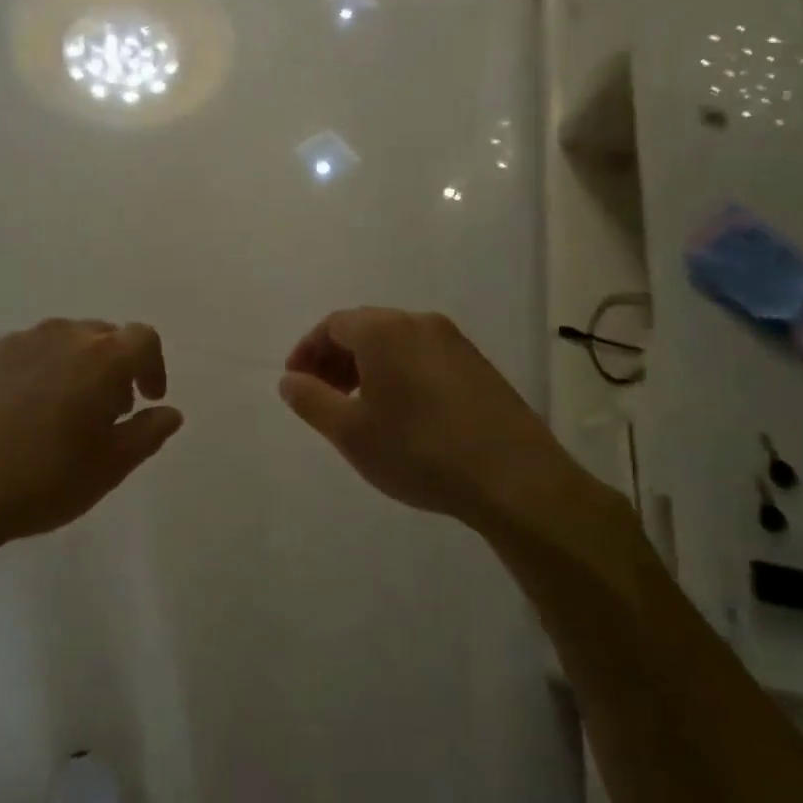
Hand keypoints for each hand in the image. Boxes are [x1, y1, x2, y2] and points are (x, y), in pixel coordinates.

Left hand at [0, 320, 182, 559]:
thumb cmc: (38, 481)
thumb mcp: (107, 468)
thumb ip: (146, 435)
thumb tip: (170, 412)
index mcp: (99, 358)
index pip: (142, 339)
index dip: (152, 366)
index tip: (147, 399)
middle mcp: (59, 337)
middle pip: (102, 335)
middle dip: (115, 367)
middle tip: (108, 412)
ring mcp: (14, 343)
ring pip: (62, 342)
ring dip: (77, 368)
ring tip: (65, 415)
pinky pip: (26, 354)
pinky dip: (40, 372)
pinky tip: (23, 415)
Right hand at [279, 308, 618, 542]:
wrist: (512, 478)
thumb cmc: (417, 450)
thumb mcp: (349, 431)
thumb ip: (311, 400)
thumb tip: (289, 380)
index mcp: (385, 331)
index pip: (332, 325)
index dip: (307, 351)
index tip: (296, 383)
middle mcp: (421, 324)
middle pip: (365, 329)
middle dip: (335, 359)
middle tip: (322, 398)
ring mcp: (456, 344)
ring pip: (396, 344)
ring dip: (367, 368)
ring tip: (359, 409)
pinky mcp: (479, 368)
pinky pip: (423, 358)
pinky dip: (398, 375)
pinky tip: (401, 415)